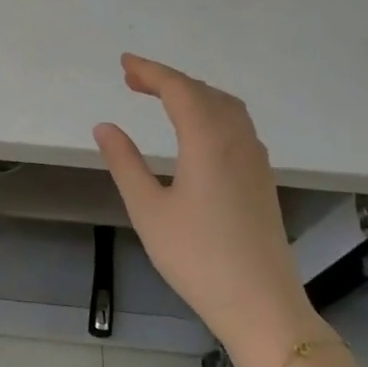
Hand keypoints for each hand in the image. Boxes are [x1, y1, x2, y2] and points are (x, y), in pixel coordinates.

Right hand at [94, 54, 317, 361]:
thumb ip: (125, 163)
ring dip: (193, 94)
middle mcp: (237, 141)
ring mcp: (255, 160)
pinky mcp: (262, 178)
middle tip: (133, 79)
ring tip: (161, 97)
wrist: (260, 303)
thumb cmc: (197, 257)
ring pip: (226, 107)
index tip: (124, 62)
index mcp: (208, 142)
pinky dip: (211, 111)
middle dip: (169, 79)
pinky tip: (196, 130)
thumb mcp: (148, 209)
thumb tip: (105, 127)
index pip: (179, 90)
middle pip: (204, 93)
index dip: (151, 71)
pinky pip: (237, 126)